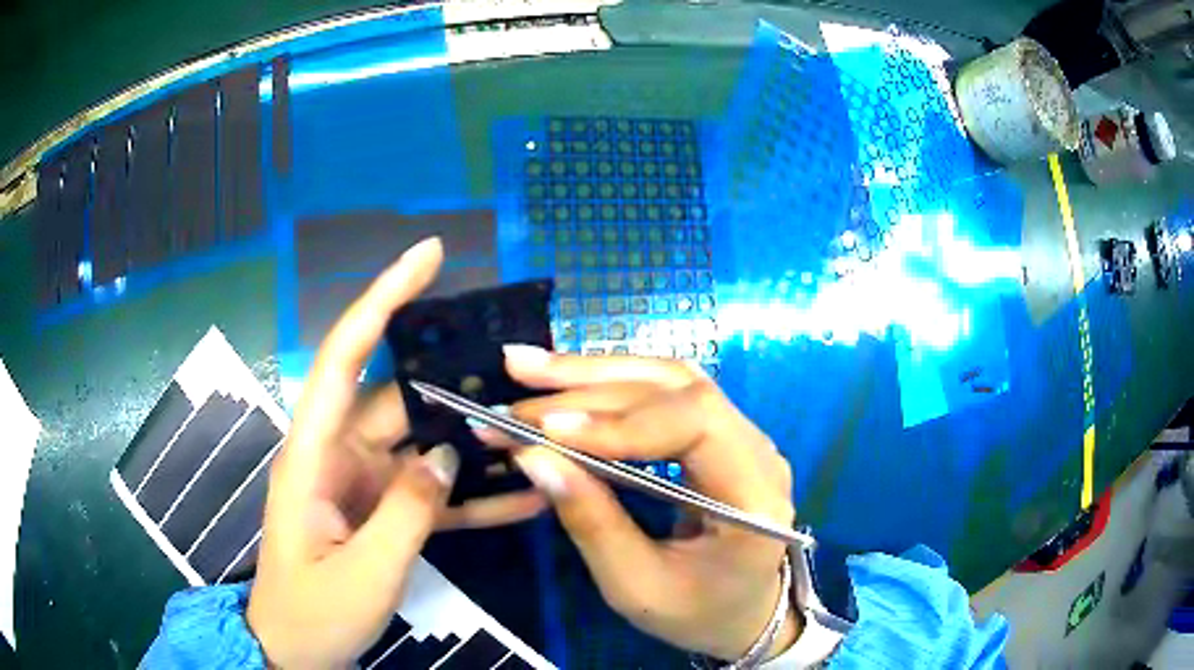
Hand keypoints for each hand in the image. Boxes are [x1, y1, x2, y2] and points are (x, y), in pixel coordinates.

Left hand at [247, 238, 546, 668]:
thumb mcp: (361, 573)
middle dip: (455, 382)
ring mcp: (364, 485)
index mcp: (312, 454)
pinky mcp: (383, 513)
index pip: (343, 356)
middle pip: (399, 399)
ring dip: (472, 442)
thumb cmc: (313, 613)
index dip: (382, 299)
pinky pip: (431, 492)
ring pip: (423, 445)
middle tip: (519, 371)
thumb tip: (444, 456)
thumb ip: (405, 513)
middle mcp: (338, 455)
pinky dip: (471, 494)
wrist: (297, 651)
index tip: (427, 256)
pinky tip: (521, 498)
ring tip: (533, 432)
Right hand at [481, 347, 802, 661]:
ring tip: (528, 367)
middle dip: (590, 385)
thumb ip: (591, 522)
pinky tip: (567, 381)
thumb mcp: (638, 587)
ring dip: (594, 371)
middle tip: (516, 379)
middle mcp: (758, 449)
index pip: (695, 424)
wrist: (745, 613)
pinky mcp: (718, 433)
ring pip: (668, 378)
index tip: (547, 430)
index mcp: (755, 496)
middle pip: (677, 388)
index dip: (619, 422)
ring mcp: (742, 435)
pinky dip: (610, 384)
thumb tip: (533, 457)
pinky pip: (664, 393)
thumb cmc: (698, 613)